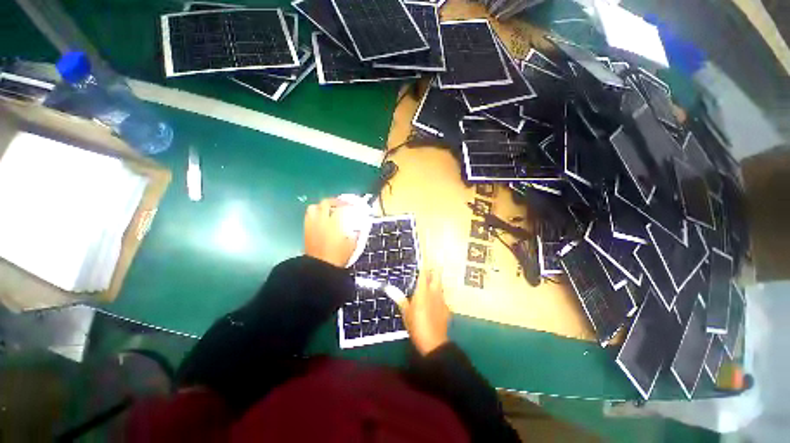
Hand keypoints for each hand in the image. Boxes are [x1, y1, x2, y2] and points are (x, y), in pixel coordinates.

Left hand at [304, 198, 356, 267]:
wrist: (319, 268)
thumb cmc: (338, 257)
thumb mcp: (351, 245)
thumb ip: (355, 234)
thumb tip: (357, 228)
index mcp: (334, 224)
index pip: (341, 208)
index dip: (348, 204)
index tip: (353, 205)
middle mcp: (321, 221)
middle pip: (325, 203)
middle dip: (334, 201)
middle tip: (341, 204)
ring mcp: (312, 225)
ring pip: (313, 207)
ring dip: (321, 206)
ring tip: (328, 210)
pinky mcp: (306, 230)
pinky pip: (308, 217)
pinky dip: (315, 214)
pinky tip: (321, 220)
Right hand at [399, 269, 450, 354]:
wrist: (433, 342)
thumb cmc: (416, 325)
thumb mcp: (406, 313)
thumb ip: (401, 300)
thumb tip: (391, 290)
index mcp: (423, 291)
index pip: (424, 274)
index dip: (425, 265)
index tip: (425, 259)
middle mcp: (434, 292)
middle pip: (437, 276)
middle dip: (435, 270)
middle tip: (432, 267)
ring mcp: (442, 300)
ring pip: (441, 286)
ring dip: (437, 283)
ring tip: (432, 283)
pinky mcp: (447, 309)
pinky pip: (443, 298)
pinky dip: (439, 297)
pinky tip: (436, 302)